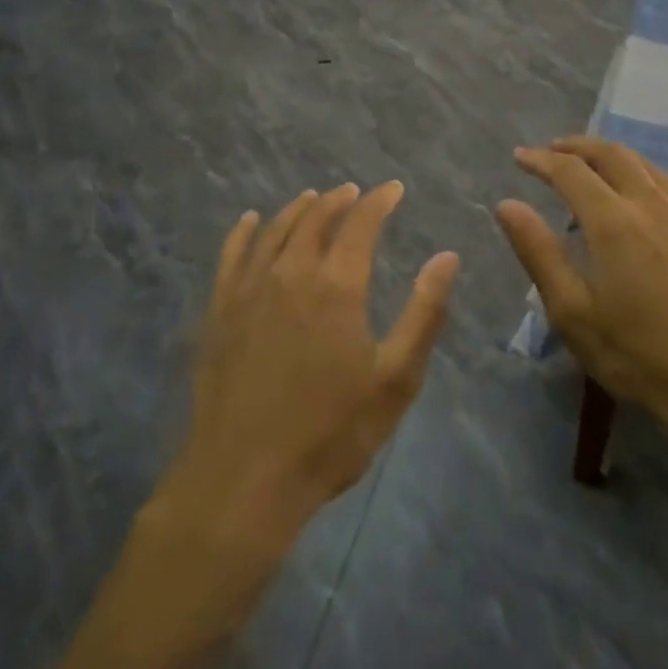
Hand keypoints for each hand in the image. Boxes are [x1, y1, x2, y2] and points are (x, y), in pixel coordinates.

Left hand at [171, 182, 457, 547]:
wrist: (244, 479)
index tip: (393, 189)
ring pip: (274, 231)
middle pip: (314, 219)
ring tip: (313, 198)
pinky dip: (243, 232)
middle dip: (338, 200)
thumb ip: (424, 312)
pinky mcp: (219, 312)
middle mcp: (290, 274)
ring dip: (297, 209)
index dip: (379, 202)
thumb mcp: (395, 379)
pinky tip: (250, 221)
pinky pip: (231, 256)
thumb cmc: (330, 432)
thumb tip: (447, 257)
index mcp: (336, 286)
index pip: (360, 224)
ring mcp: (248, 291)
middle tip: (353, 192)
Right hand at [496, 137, 667, 438]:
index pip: (570, 171)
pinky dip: (641, 170)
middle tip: (551, 151)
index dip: (540, 160)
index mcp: (613, 221)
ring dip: (609, 154)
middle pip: (610, 154)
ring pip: (643, 163)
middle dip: (576, 146)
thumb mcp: (572, 311)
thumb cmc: (637, 354)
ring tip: (589, 163)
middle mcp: (651, 203)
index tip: (519, 157)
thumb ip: (538, 252)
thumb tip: (507, 205)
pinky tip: (638, 188)